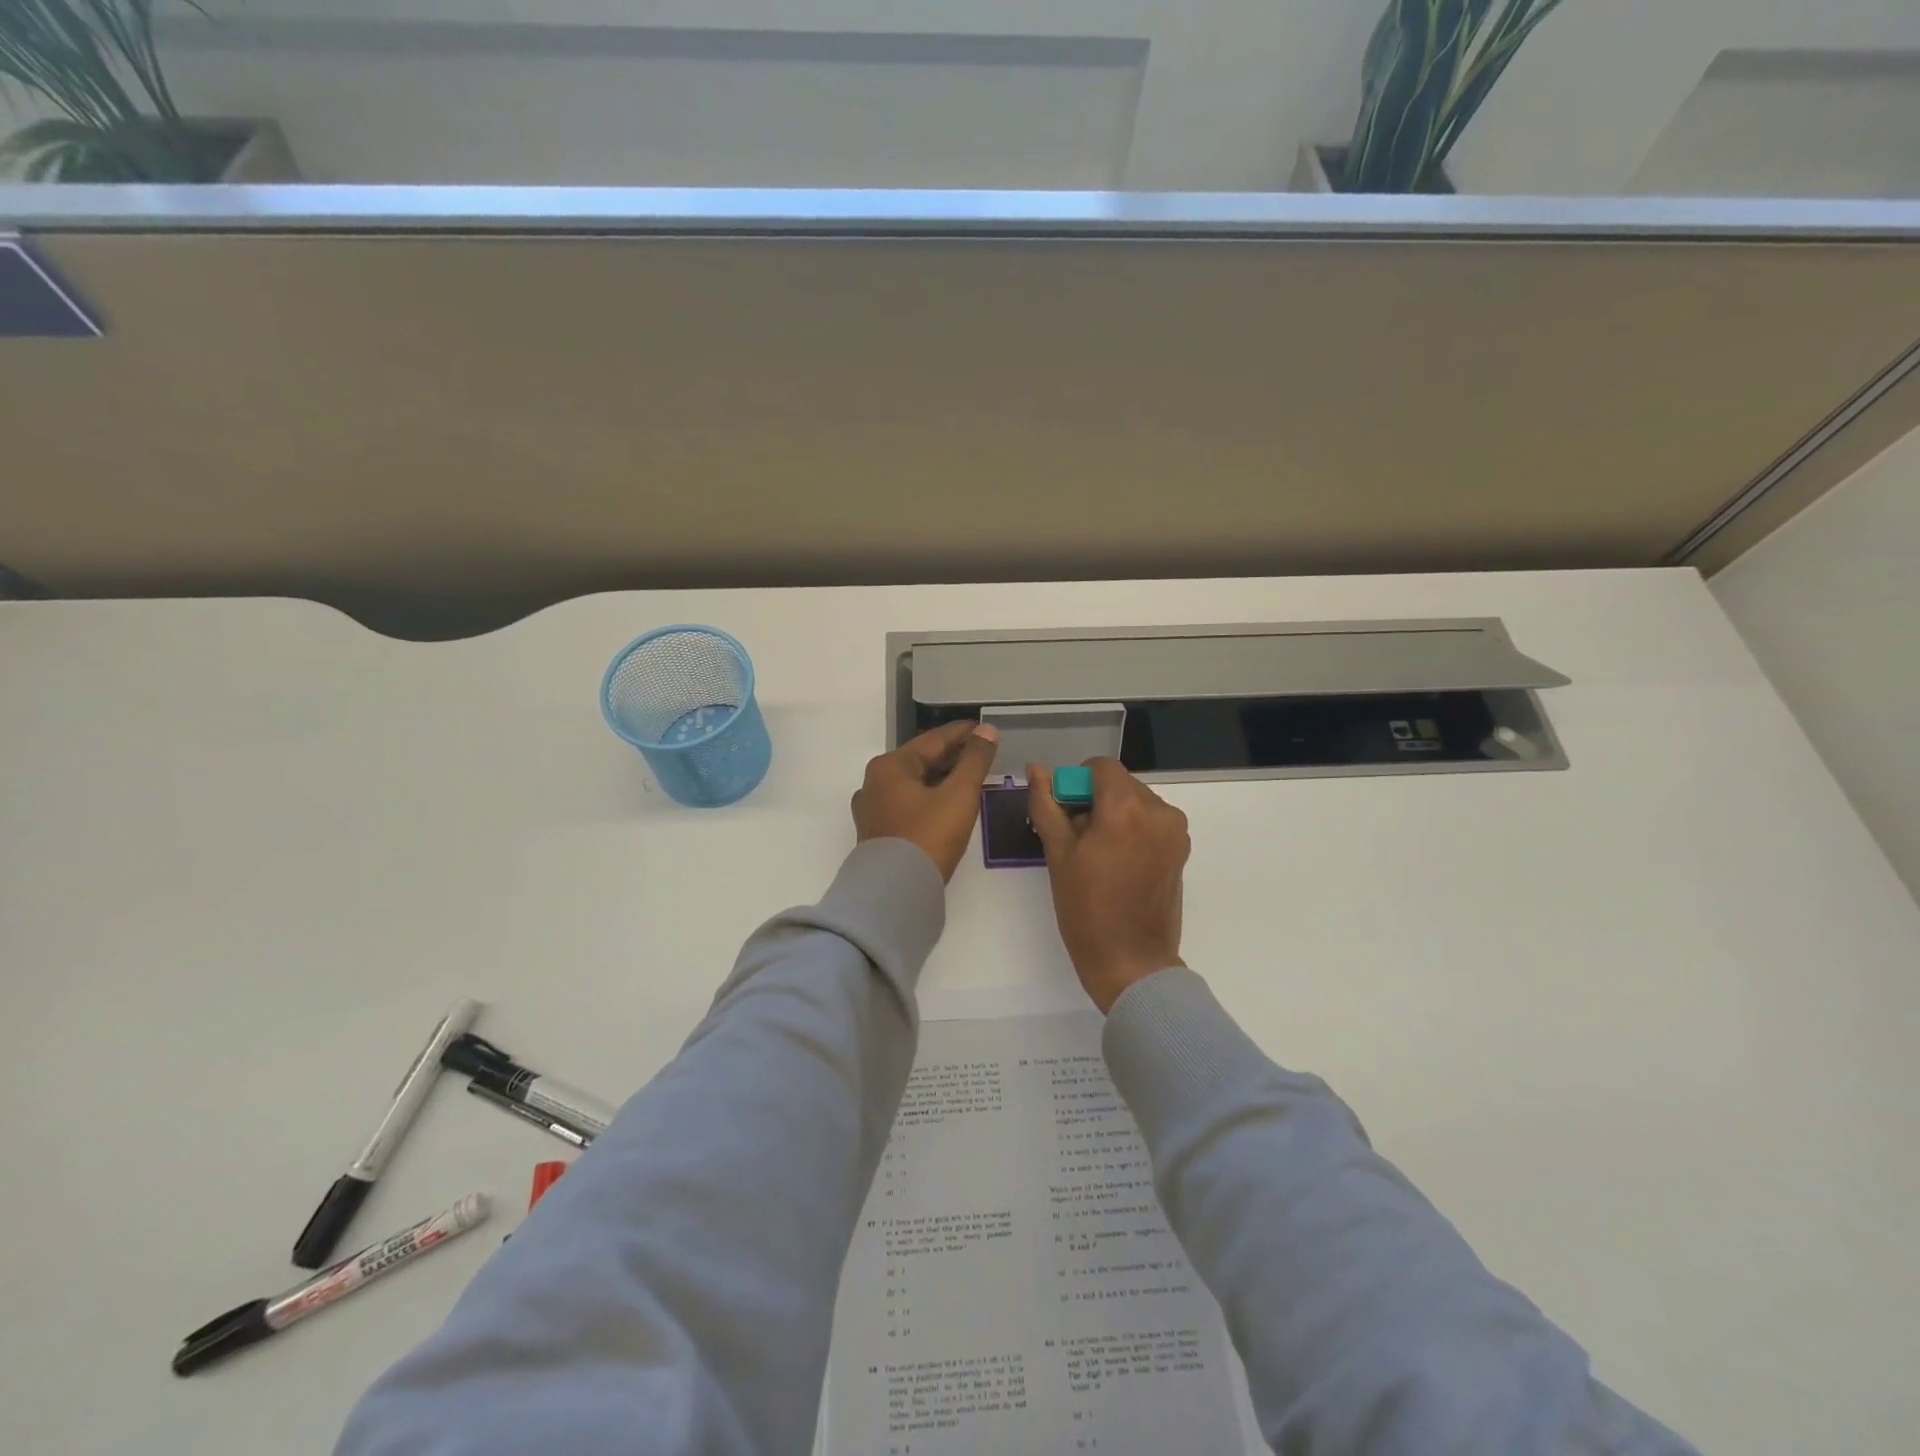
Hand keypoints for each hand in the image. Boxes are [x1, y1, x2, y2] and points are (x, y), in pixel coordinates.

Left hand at [852, 721, 1000, 880]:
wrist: (895, 893)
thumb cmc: (928, 837)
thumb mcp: (959, 795)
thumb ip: (975, 760)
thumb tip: (987, 730)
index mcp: (890, 766)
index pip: (932, 740)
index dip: (962, 734)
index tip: (984, 728)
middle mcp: (874, 783)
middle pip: (920, 761)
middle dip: (952, 756)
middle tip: (981, 753)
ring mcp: (872, 810)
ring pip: (913, 784)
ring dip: (941, 778)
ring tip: (969, 778)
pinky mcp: (877, 833)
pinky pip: (908, 804)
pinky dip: (929, 798)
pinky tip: (947, 804)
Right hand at [1028, 758, 1189, 1012]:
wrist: (1132, 962)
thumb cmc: (1086, 909)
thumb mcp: (1058, 854)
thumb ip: (1046, 805)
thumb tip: (1036, 770)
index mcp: (1126, 807)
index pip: (1100, 767)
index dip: (1077, 782)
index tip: (1065, 813)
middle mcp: (1158, 810)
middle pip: (1119, 783)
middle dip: (1095, 801)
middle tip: (1076, 839)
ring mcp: (1175, 831)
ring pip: (1135, 802)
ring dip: (1114, 815)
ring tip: (1097, 855)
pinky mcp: (1181, 849)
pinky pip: (1151, 821)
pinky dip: (1132, 829)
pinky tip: (1118, 863)